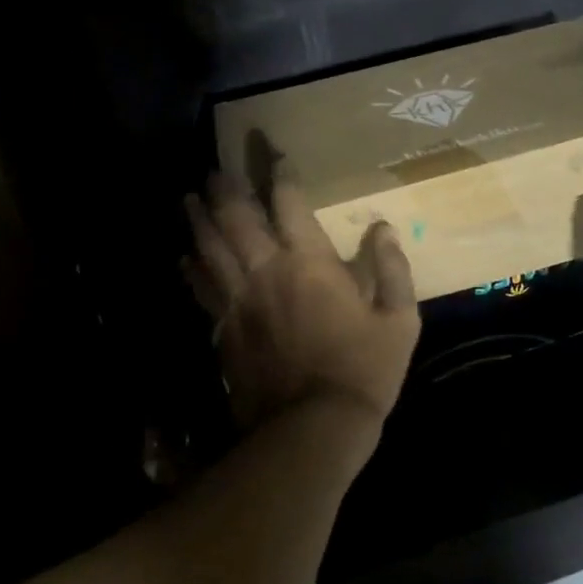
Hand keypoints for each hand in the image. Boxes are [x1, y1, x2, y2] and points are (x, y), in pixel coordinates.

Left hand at [183, 170, 420, 434]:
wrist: (312, 428)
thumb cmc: (363, 370)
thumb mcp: (398, 320)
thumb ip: (391, 269)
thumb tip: (386, 228)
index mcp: (309, 262)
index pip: (290, 203)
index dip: (281, 174)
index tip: (275, 155)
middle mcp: (266, 270)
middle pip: (236, 217)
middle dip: (225, 189)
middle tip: (214, 169)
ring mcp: (239, 300)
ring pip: (210, 248)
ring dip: (198, 220)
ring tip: (188, 199)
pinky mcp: (223, 329)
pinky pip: (201, 289)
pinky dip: (192, 269)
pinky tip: (184, 259)